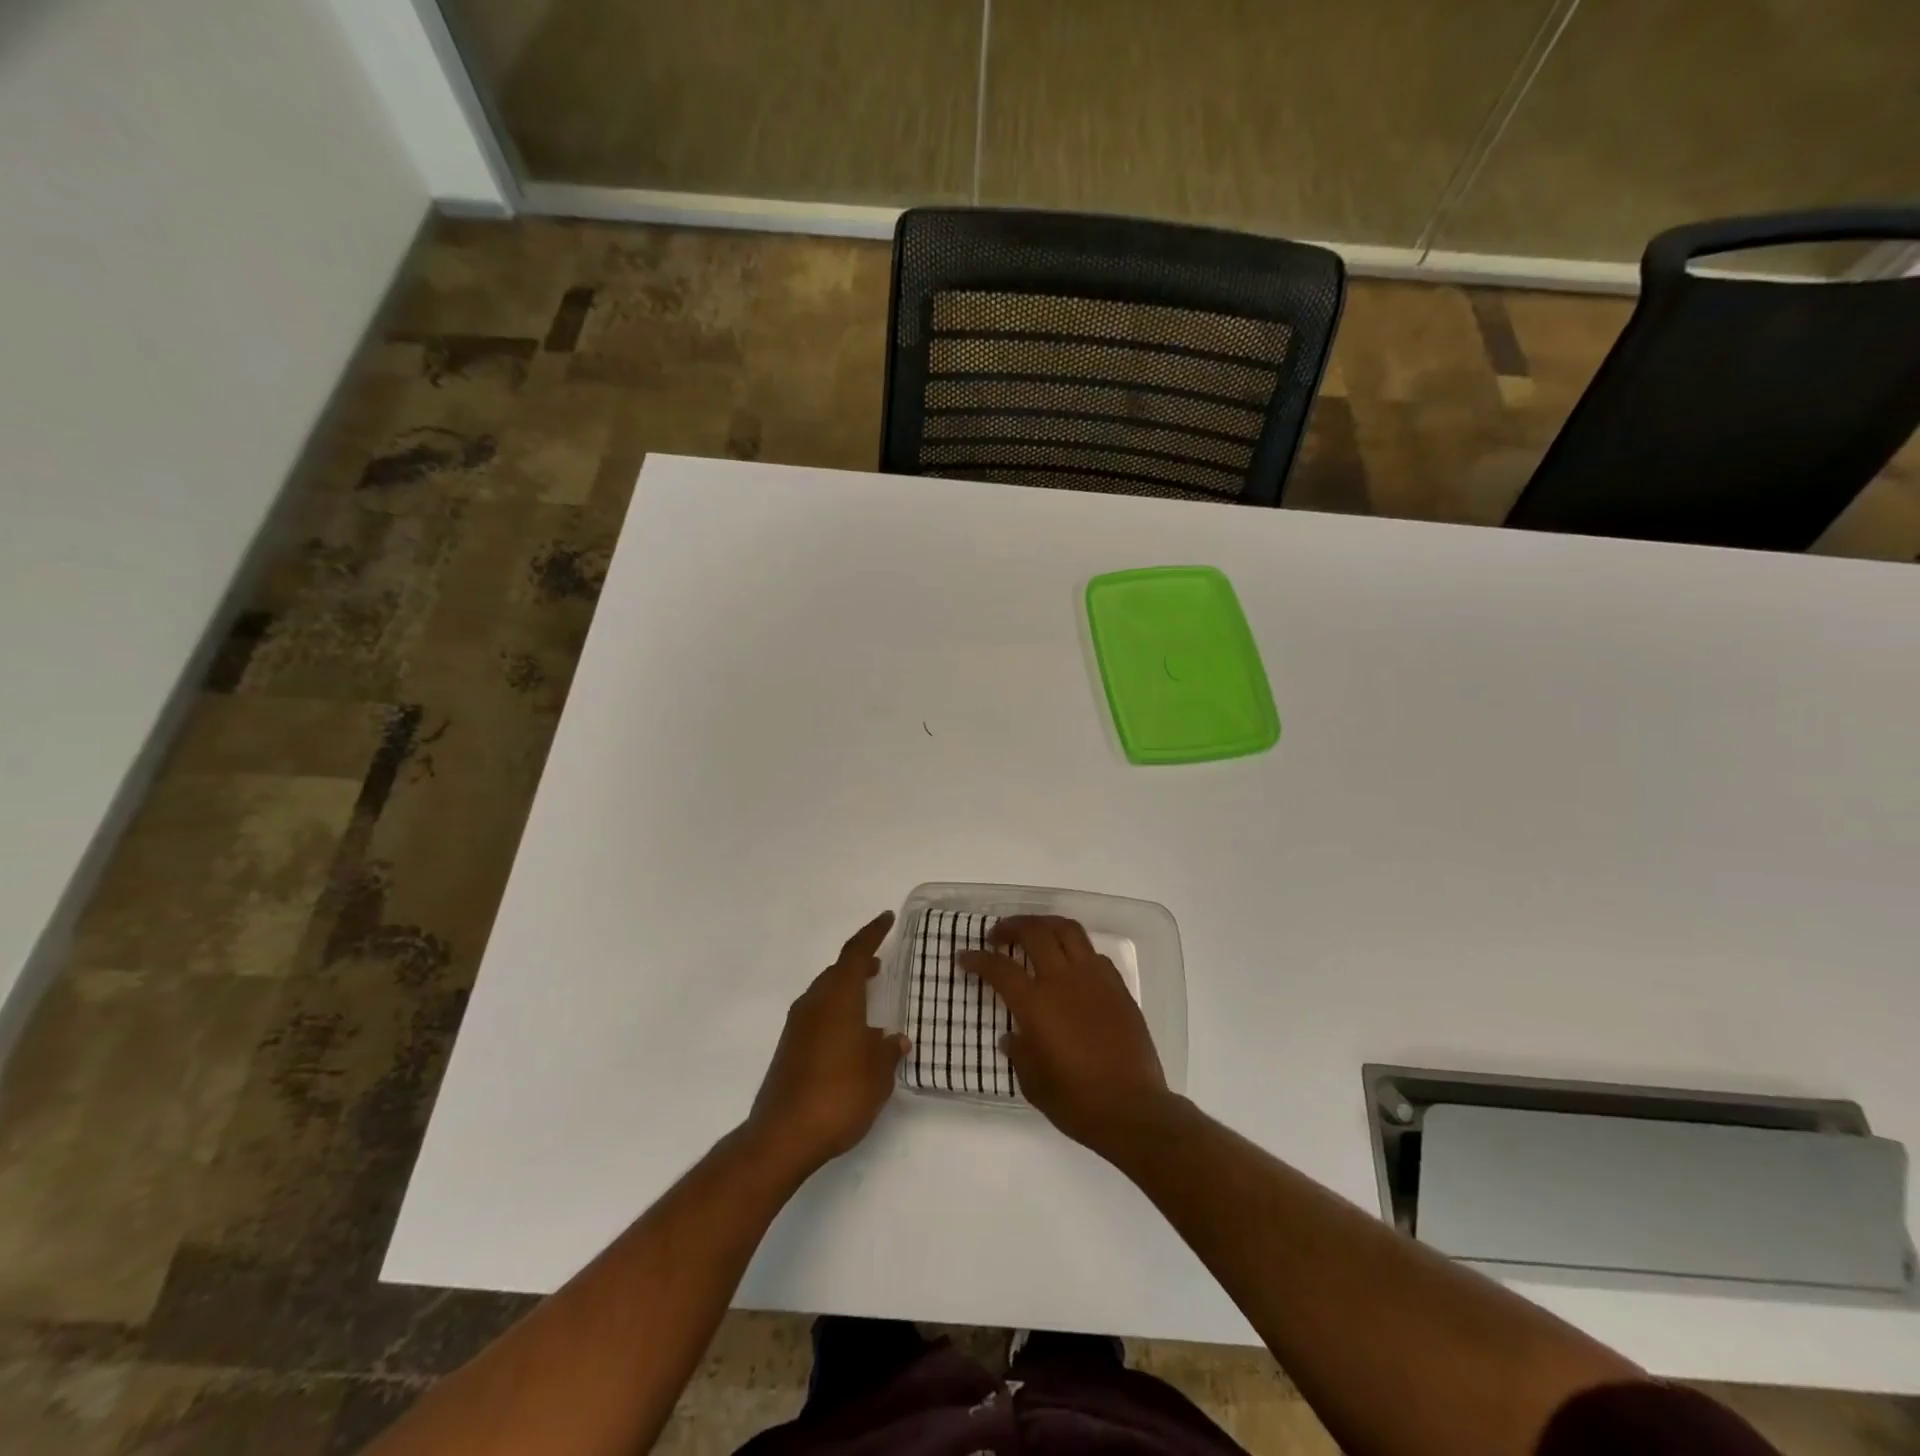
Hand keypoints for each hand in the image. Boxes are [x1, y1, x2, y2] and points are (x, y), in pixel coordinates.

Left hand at [746, 911, 908, 1179]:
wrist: (783, 1135)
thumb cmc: (839, 1095)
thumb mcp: (877, 1074)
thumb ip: (887, 1051)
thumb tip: (894, 1039)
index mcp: (838, 998)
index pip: (855, 953)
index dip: (872, 933)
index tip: (886, 918)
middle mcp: (814, 1003)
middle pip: (836, 971)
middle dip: (858, 964)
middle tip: (879, 963)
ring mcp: (797, 1026)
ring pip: (824, 993)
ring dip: (845, 990)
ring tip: (867, 999)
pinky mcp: (789, 1048)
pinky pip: (816, 1016)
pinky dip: (835, 1012)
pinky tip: (850, 1036)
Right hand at [959, 915, 1169, 1158]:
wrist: (1133, 1109)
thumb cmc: (1076, 1102)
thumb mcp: (1033, 1083)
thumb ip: (1019, 1053)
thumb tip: (1012, 1037)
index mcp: (1036, 1004)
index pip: (999, 968)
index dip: (977, 959)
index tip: (964, 957)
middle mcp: (1063, 980)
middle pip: (1034, 932)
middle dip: (1011, 926)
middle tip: (997, 935)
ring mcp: (1094, 979)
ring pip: (1068, 930)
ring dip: (1045, 924)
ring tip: (1034, 932)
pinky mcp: (1118, 987)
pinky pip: (1093, 953)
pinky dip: (1075, 949)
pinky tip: (1070, 964)